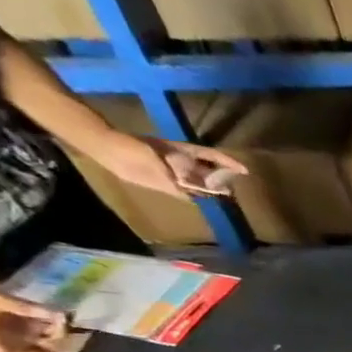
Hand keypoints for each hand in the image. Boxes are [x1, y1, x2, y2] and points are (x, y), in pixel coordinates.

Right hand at [0, 281, 68, 351]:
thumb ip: (24, 308)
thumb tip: (56, 314)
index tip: (46, 351)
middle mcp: (7, 344)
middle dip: (53, 351)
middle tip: (64, 337)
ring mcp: (17, 338)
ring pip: (44, 348)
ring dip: (57, 340)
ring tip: (62, 324)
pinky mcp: (24, 330)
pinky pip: (44, 336)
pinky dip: (54, 330)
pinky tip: (60, 319)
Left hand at [89, 130, 245, 198]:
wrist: (107, 150)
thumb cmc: (131, 150)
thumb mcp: (155, 160)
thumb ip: (177, 177)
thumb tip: (198, 189)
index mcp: (183, 154)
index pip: (211, 157)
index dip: (228, 163)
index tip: (245, 171)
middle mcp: (182, 164)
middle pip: (208, 171)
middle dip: (223, 179)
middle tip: (236, 190)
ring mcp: (174, 173)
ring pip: (199, 183)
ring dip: (211, 190)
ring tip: (225, 197)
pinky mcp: (165, 183)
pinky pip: (185, 192)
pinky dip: (195, 197)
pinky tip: (203, 202)